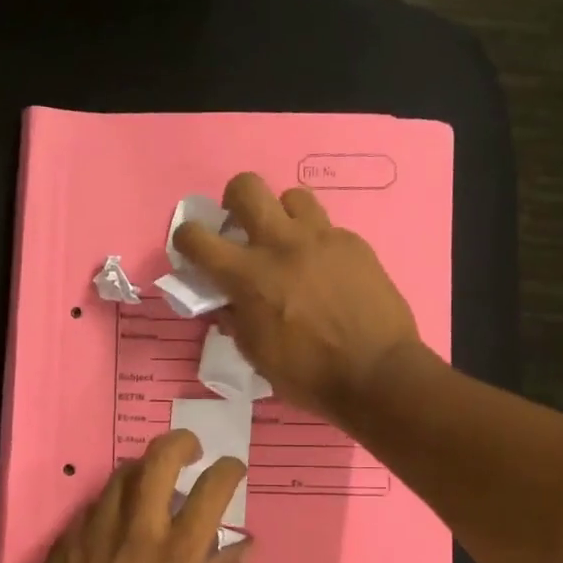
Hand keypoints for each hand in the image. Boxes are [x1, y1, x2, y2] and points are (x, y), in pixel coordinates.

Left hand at [0, 430, 251, 562]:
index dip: (228, 469)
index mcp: (177, 553)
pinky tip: (116, 521)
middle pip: (160, 457)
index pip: (212, 488)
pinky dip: (114, 502)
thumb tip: (244, 545)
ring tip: (152, 483)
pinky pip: (96, 503)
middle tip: (191, 451)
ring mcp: (98, 527)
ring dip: (144, 468)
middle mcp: (139, 528)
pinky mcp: (69, 535)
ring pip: (123, 472)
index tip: (231, 468)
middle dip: (181, 442)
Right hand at [174, 173, 423, 425]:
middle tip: (241, 228)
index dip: (186, 238)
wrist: (377, 374)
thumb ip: (236, 319)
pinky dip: (317, 244)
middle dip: (234, 201)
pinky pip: (327, 228)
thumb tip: (226, 301)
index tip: (192, 249)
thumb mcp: (256, 354)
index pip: (197, 238)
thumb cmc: (308, 375)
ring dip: (282, 216)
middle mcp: (281, 245)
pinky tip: (326, 272)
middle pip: (246, 187)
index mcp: (249, 276)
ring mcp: (322, 239)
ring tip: (288, 244)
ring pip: (292, 197)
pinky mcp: (353, 244)